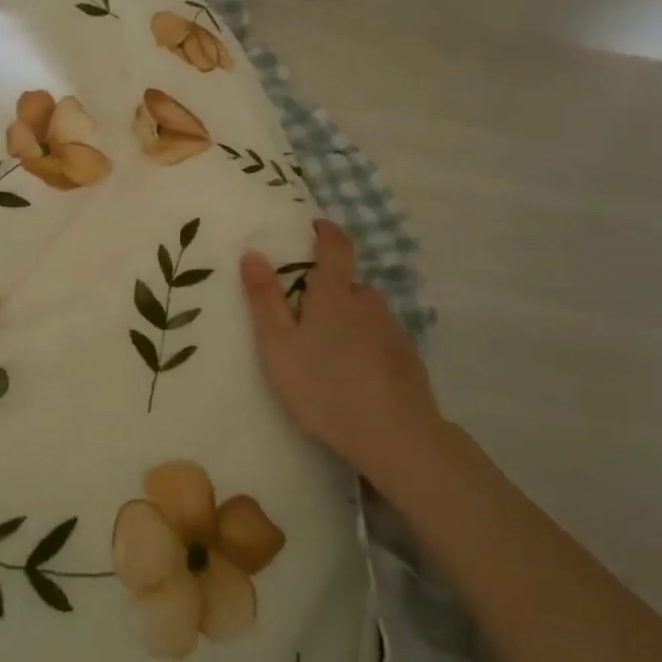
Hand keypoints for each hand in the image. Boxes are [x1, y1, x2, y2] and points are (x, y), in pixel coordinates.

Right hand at [241, 219, 445, 482]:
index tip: (316, 226)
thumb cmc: (324, 386)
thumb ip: (265, 299)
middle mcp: (367, 301)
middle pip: (348, 283)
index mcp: (334, 293)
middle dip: (329, 290)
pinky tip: (356, 373)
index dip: (327, 231)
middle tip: (306, 315)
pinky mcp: (408, 357)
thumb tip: (253, 252)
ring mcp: (392, 328)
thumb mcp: (278, 345)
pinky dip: (366, 343)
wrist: (395, 435)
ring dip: (348, 319)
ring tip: (329, 351)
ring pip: (365, 312)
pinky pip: (381, 337)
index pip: (336, 246)